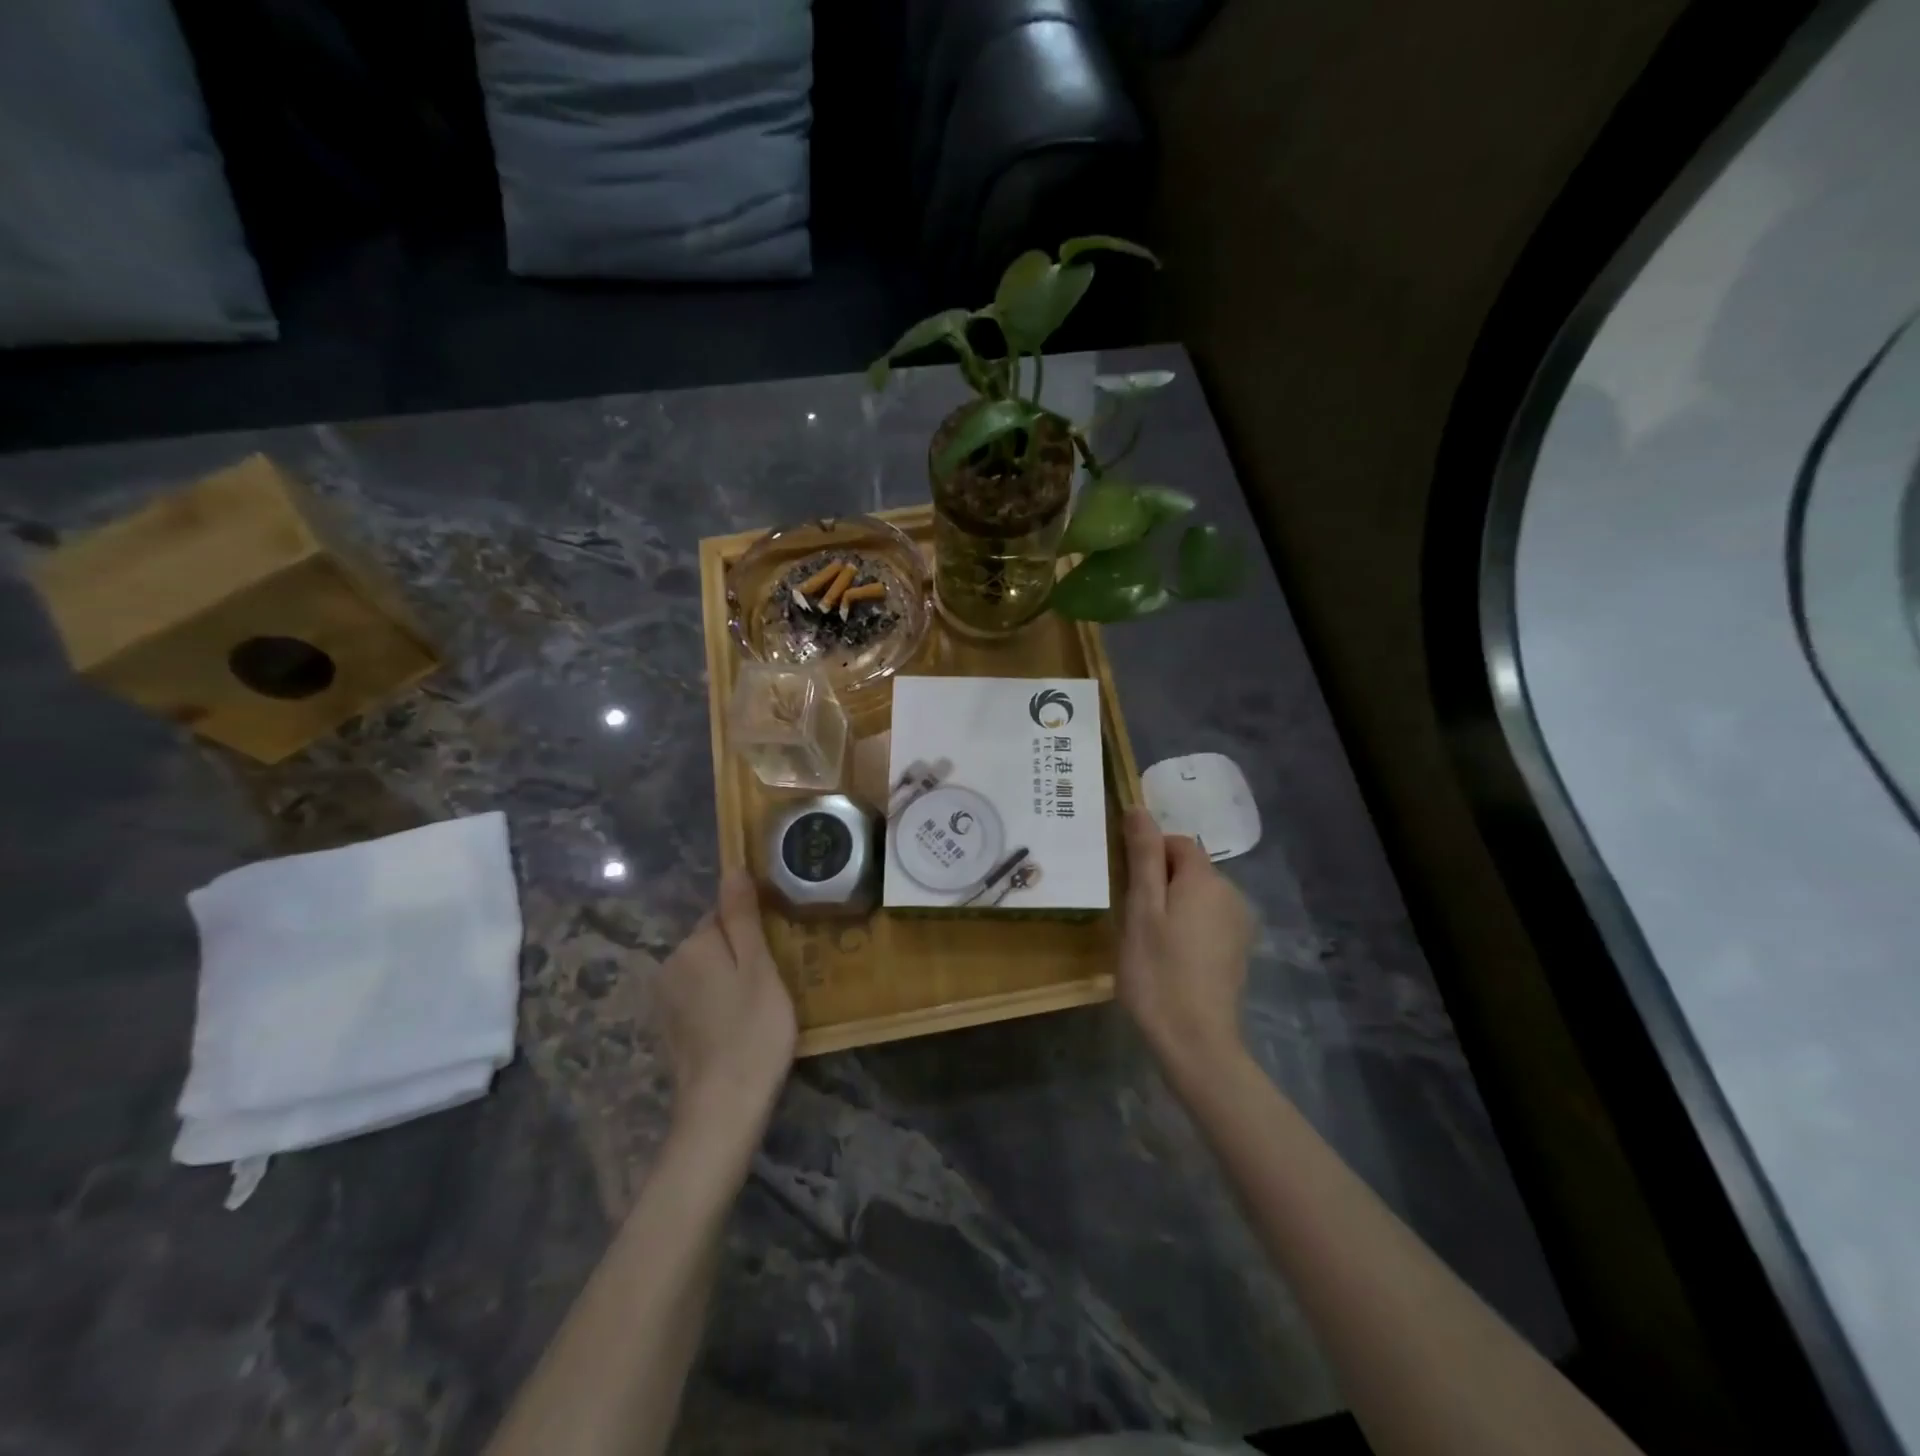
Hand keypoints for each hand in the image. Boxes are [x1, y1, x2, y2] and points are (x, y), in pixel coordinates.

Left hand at [656, 869, 797, 1133]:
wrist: (723, 1107)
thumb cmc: (753, 1030)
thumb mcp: (759, 967)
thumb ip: (742, 917)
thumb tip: (732, 869)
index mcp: (693, 945)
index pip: (723, 912)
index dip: (754, 928)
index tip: (777, 951)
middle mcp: (670, 964)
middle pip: (713, 940)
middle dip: (740, 953)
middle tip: (774, 981)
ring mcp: (664, 999)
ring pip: (706, 970)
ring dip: (729, 979)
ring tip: (760, 1006)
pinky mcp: (667, 1028)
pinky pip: (698, 997)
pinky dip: (717, 1004)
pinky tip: (738, 1027)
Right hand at [1117, 807, 1254, 1080]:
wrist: (1195, 1042)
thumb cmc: (1157, 972)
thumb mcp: (1141, 909)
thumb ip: (1142, 856)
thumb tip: (1139, 807)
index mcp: (1206, 879)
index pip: (1176, 842)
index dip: (1147, 855)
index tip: (1126, 887)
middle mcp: (1231, 894)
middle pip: (1188, 868)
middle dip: (1158, 881)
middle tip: (1132, 917)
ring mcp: (1239, 924)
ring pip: (1197, 895)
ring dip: (1171, 905)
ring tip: (1148, 940)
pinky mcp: (1238, 950)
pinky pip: (1207, 919)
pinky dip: (1187, 926)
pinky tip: (1170, 957)